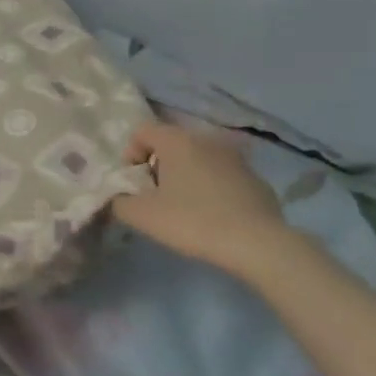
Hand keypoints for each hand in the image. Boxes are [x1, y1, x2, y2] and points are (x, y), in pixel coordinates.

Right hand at [111, 120, 288, 273]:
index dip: (130, 155)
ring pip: (199, 159)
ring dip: (186, 177)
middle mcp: (206, 139)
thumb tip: (117, 198)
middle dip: (158, 167)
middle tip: (155, 198)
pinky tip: (214, 217)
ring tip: (185, 208)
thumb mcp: (143, 216)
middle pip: (171, 144)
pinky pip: (223, 176)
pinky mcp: (256, 178)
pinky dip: (212, 188)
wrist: (258, 244)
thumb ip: (119, 202)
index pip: (142, 131)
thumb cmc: (193, 221)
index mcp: (177, 140)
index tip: (133, 185)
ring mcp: (235, 157)